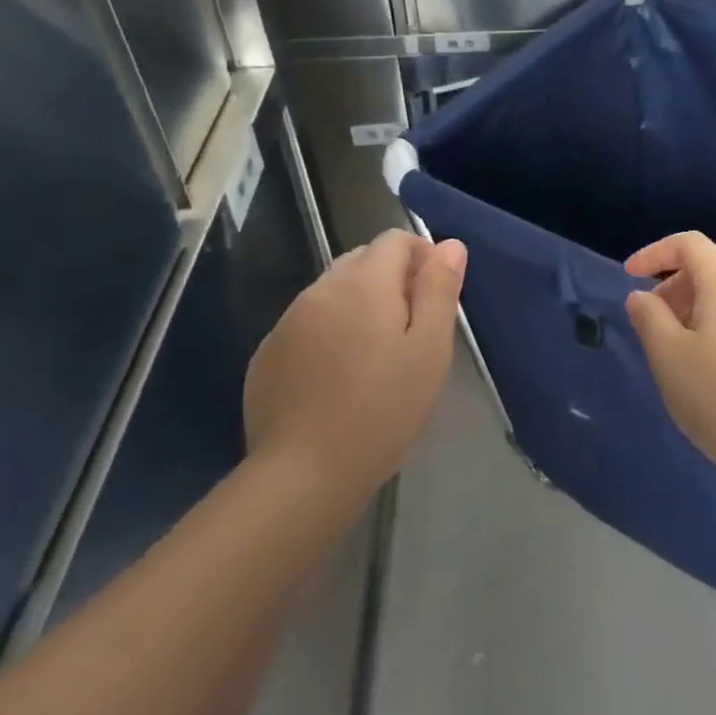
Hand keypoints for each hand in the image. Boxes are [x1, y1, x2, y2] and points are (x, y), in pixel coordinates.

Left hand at [244, 229, 465, 498]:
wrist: (304, 474)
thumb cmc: (384, 408)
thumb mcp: (430, 349)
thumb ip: (439, 289)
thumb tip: (449, 245)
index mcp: (364, 283)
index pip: (394, 240)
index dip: (422, 256)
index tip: (435, 296)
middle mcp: (320, 290)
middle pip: (361, 261)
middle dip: (391, 279)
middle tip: (411, 329)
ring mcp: (286, 323)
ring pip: (332, 293)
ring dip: (358, 306)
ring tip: (376, 356)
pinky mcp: (267, 356)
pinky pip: (306, 325)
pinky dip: (329, 333)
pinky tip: (339, 377)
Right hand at [624, 232, 715, 483]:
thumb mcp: (669, 357)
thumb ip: (649, 318)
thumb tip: (641, 295)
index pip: (690, 244)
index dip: (655, 252)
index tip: (629, 275)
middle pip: (710, 270)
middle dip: (673, 286)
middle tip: (651, 324)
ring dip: (694, 310)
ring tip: (675, 351)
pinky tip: (708, 369)